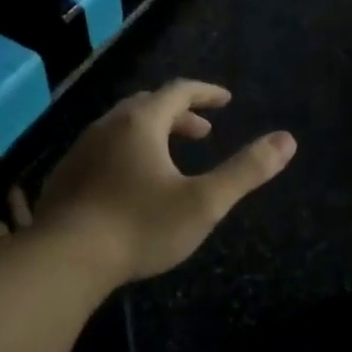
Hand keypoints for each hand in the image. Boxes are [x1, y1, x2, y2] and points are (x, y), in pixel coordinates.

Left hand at [34, 80, 296, 284]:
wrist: (65, 260)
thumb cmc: (141, 226)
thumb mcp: (205, 201)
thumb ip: (247, 170)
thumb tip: (287, 140)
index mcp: (141, 123)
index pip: (178, 91)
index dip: (206, 92)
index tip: (226, 100)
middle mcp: (107, 127)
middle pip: (147, 106)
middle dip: (179, 114)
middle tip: (202, 133)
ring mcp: (80, 151)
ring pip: (121, 128)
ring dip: (152, 133)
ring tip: (170, 158)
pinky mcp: (64, 178)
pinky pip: (102, 150)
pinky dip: (127, 153)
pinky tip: (131, 184)